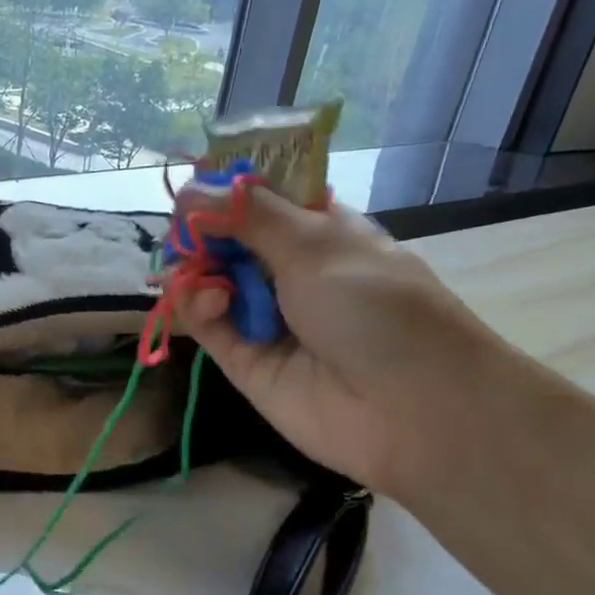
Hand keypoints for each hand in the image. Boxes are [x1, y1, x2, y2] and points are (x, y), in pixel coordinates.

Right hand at [170, 185, 507, 496]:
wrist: (410, 409)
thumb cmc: (377, 307)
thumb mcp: (316, 244)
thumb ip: (248, 215)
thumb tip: (192, 187)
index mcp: (322, 232)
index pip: (265, 200)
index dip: (229, 189)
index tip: (197, 185)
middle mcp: (291, 271)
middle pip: (229, 238)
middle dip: (203, 229)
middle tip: (183, 228)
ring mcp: (265, 316)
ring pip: (211, 280)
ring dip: (196, 268)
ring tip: (191, 268)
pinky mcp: (243, 359)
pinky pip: (207, 323)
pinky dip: (197, 307)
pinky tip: (207, 301)